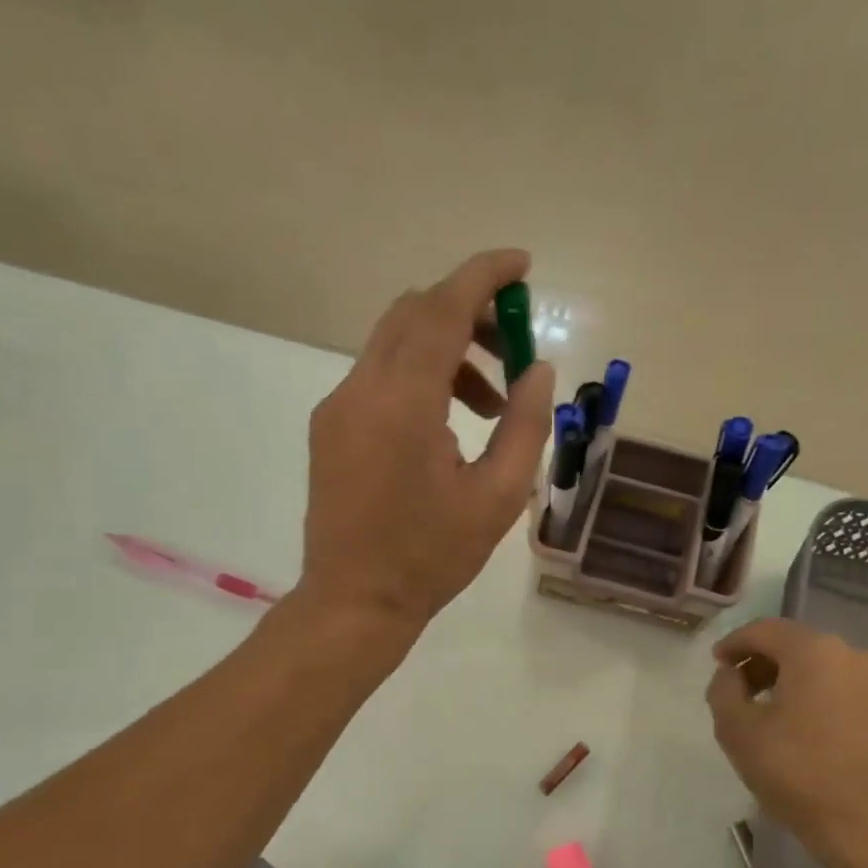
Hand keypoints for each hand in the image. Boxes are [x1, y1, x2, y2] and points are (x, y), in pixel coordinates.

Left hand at [299, 249, 555, 635]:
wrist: (354, 602)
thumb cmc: (431, 558)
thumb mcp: (498, 497)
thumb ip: (525, 425)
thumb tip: (538, 370)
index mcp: (402, 405)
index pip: (441, 309)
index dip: (483, 276)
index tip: (522, 266)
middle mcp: (361, 391)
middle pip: (414, 314)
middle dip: (469, 313)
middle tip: (514, 348)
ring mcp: (337, 407)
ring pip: (395, 343)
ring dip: (447, 351)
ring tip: (491, 406)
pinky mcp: (330, 426)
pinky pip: (379, 375)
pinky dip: (420, 376)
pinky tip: (448, 424)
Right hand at [706, 617, 867, 867]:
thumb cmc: (799, 774)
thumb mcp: (738, 731)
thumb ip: (723, 691)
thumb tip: (731, 675)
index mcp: (815, 651)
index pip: (765, 630)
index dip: (735, 643)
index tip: (717, 663)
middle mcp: (855, 654)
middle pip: (798, 646)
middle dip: (764, 663)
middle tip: (741, 691)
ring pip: (826, 669)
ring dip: (794, 682)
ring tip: (773, 715)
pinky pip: (849, 693)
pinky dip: (822, 700)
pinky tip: (808, 733)